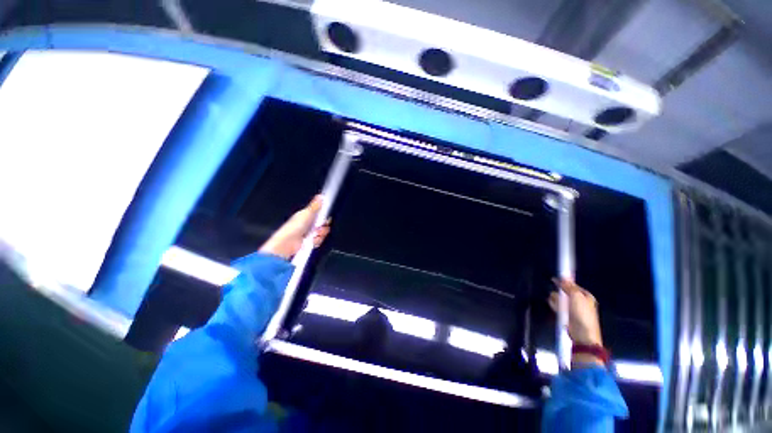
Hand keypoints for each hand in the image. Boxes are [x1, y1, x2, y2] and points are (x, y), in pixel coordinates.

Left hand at [258, 196, 330, 259]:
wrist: (287, 244)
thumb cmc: (293, 228)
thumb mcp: (306, 214)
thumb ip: (315, 206)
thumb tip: (321, 196)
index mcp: (306, 216)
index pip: (320, 213)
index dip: (324, 215)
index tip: (325, 217)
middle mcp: (308, 225)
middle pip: (323, 224)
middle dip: (323, 226)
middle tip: (318, 228)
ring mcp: (309, 234)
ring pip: (322, 233)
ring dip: (320, 234)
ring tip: (313, 235)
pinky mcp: (309, 243)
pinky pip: (319, 241)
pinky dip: (316, 241)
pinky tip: (311, 241)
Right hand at [549, 279, 601, 346]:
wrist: (582, 334)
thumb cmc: (582, 313)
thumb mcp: (576, 296)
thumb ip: (569, 286)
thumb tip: (563, 276)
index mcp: (586, 296)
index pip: (573, 285)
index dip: (565, 282)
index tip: (554, 279)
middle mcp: (580, 301)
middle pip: (566, 292)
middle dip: (560, 291)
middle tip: (556, 291)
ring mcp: (573, 308)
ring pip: (561, 298)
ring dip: (556, 298)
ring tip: (554, 299)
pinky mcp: (566, 315)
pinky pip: (558, 306)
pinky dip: (554, 304)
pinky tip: (551, 302)